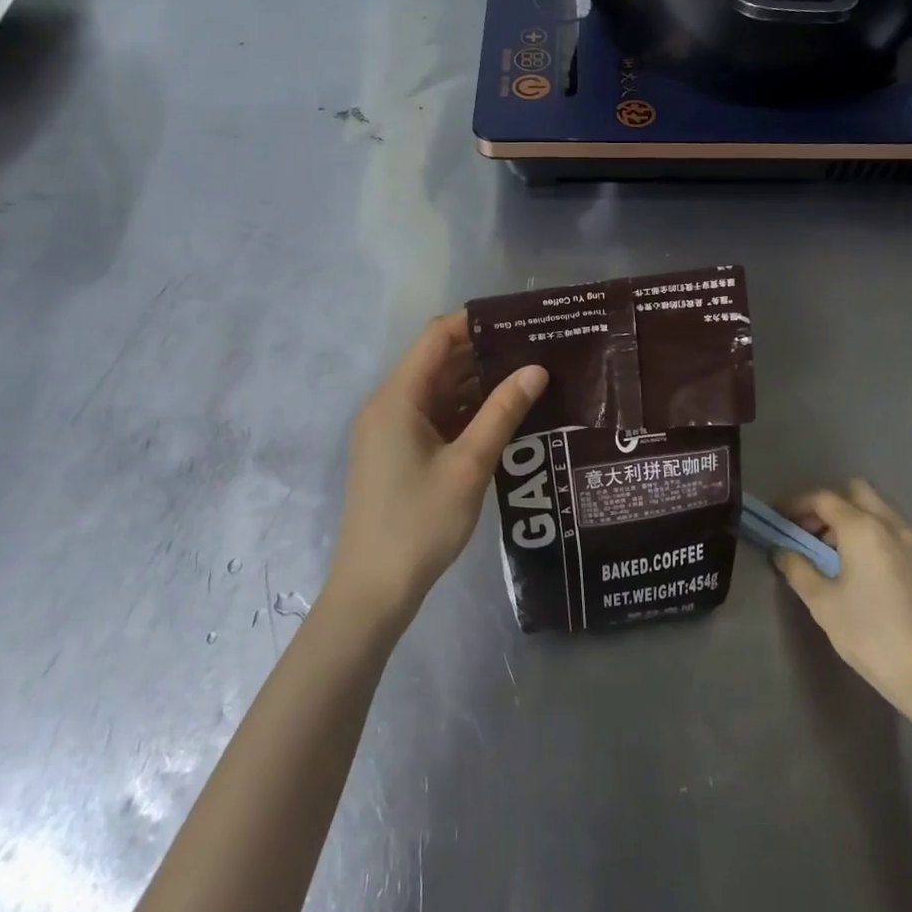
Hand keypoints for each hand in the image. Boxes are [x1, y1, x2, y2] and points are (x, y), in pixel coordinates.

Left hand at [328, 311, 546, 627]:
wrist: (374, 590)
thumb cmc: (420, 522)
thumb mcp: (469, 465)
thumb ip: (503, 412)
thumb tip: (537, 369)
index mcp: (398, 398)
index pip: (438, 337)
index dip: (476, 322)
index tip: (521, 320)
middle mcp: (390, 405)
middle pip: (439, 361)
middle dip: (485, 353)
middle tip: (537, 349)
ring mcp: (392, 431)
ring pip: (440, 391)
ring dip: (479, 384)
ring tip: (530, 377)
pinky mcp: (399, 454)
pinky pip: (436, 417)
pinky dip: (467, 411)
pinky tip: (505, 414)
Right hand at [773, 478, 911, 720]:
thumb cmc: (872, 635)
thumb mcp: (823, 603)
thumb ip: (798, 569)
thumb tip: (781, 550)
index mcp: (862, 528)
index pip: (823, 498)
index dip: (796, 504)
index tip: (778, 518)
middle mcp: (890, 525)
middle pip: (855, 492)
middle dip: (828, 504)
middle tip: (808, 531)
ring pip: (877, 510)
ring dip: (851, 518)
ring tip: (831, 552)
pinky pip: (892, 531)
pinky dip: (871, 534)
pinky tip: (860, 568)